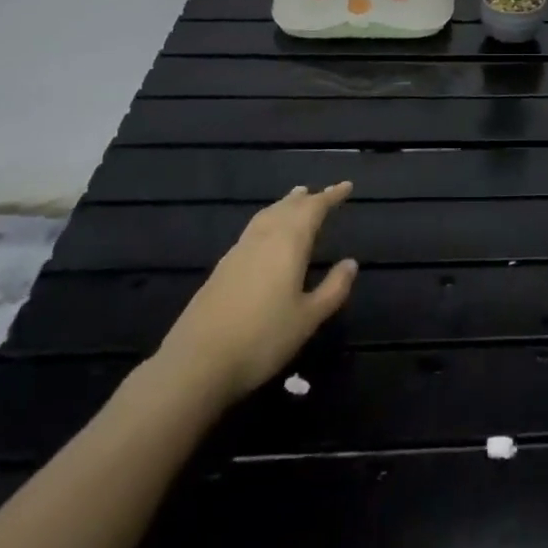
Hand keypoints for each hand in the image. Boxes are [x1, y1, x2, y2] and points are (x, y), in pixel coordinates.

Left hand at [155, 182, 357, 407]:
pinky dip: (268, 220)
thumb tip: (351, 263)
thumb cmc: (262, 339)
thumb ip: (333, 289)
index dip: (331, 196)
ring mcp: (239, 251)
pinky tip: (266, 234)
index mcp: (289, 242)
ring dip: (285, 205)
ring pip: (267, 216)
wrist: (197, 362)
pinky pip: (253, 229)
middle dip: (308, 198)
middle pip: (288, 207)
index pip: (314, 208)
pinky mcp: (222, 267)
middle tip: (322, 192)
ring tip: (296, 199)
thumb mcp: (308, 318)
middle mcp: (264, 237)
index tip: (347, 185)